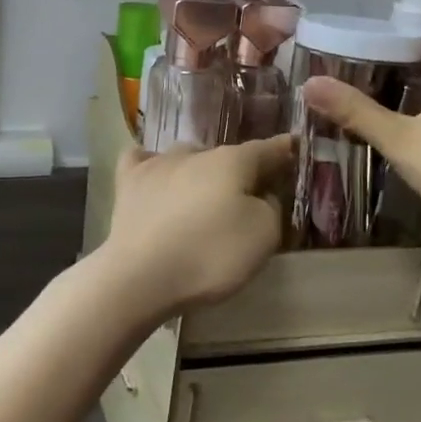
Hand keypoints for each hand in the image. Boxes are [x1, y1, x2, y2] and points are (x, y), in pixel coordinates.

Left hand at [97, 135, 293, 317]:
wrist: (141, 275)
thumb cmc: (210, 255)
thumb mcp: (264, 237)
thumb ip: (271, 207)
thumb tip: (261, 194)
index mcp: (231, 161)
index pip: (266, 150)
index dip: (283, 150)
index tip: (293, 146)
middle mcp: (193, 152)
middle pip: (225, 156)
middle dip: (238, 170)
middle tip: (243, 194)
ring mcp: (156, 164)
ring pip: (186, 157)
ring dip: (198, 170)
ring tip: (200, 193)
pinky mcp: (127, 183)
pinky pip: (142, 161)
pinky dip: (152, 166)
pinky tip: (154, 177)